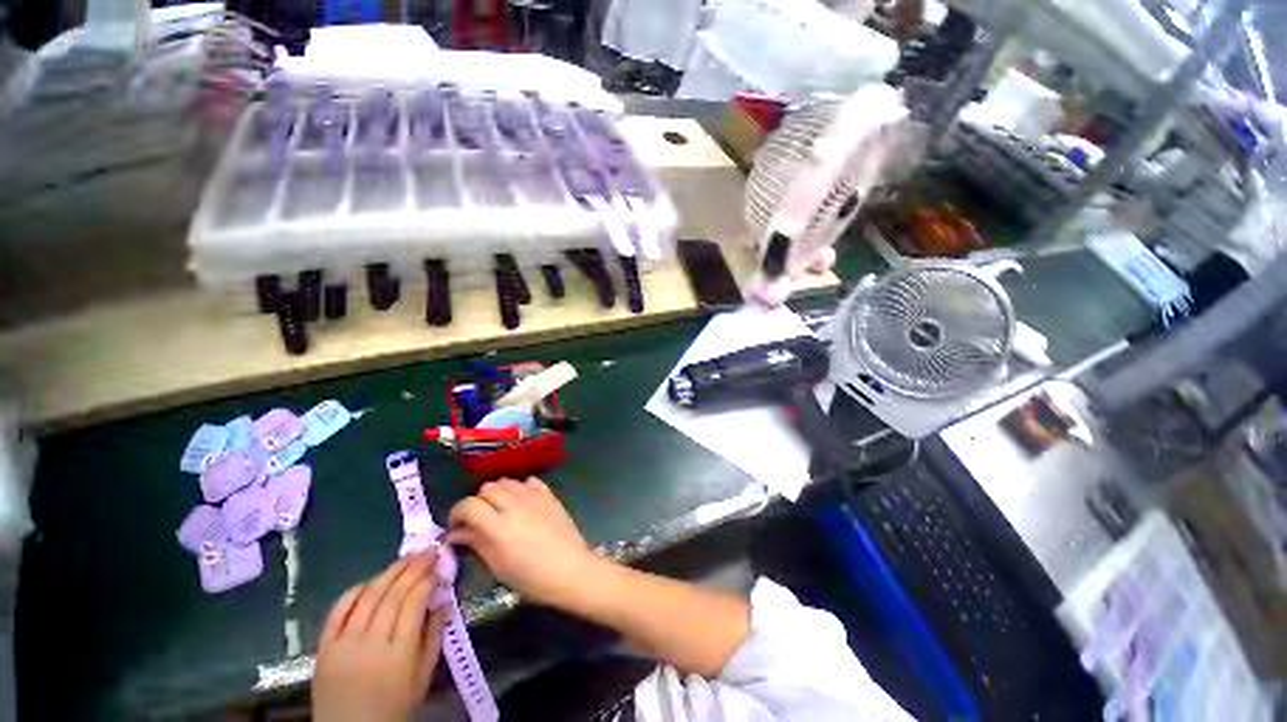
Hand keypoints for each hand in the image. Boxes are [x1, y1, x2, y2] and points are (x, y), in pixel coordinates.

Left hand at [312, 552, 447, 721]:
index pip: (414, 603)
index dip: (427, 580)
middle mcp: (370, 643)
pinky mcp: (323, 647)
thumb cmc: (394, 706)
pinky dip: (354, 591)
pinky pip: (338, 611)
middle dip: (413, 568)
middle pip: (392, 595)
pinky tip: (371, 580)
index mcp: (399, 654)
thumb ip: (434, 636)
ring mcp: (343, 644)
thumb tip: (445, 600)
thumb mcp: (423, 676)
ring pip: (368, 597)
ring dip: (389, 572)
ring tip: (407, 557)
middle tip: (428, 550)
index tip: (439, 564)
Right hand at [447, 477, 599, 608]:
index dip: (456, 514)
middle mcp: (515, 504)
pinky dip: (519, 489)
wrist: (571, 569)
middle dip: (477, 503)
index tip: (456, 528)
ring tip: (500, 511)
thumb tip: (455, 534)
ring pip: (506, 481)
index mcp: (499, 526)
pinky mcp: (549, 494)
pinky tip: (521, 504)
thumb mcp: (498, 566)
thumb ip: (476, 543)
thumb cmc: (532, 578)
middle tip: (478, 521)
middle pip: (487, 488)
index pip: (468, 505)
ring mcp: (534, 496)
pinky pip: (528, 481)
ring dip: (497, 494)